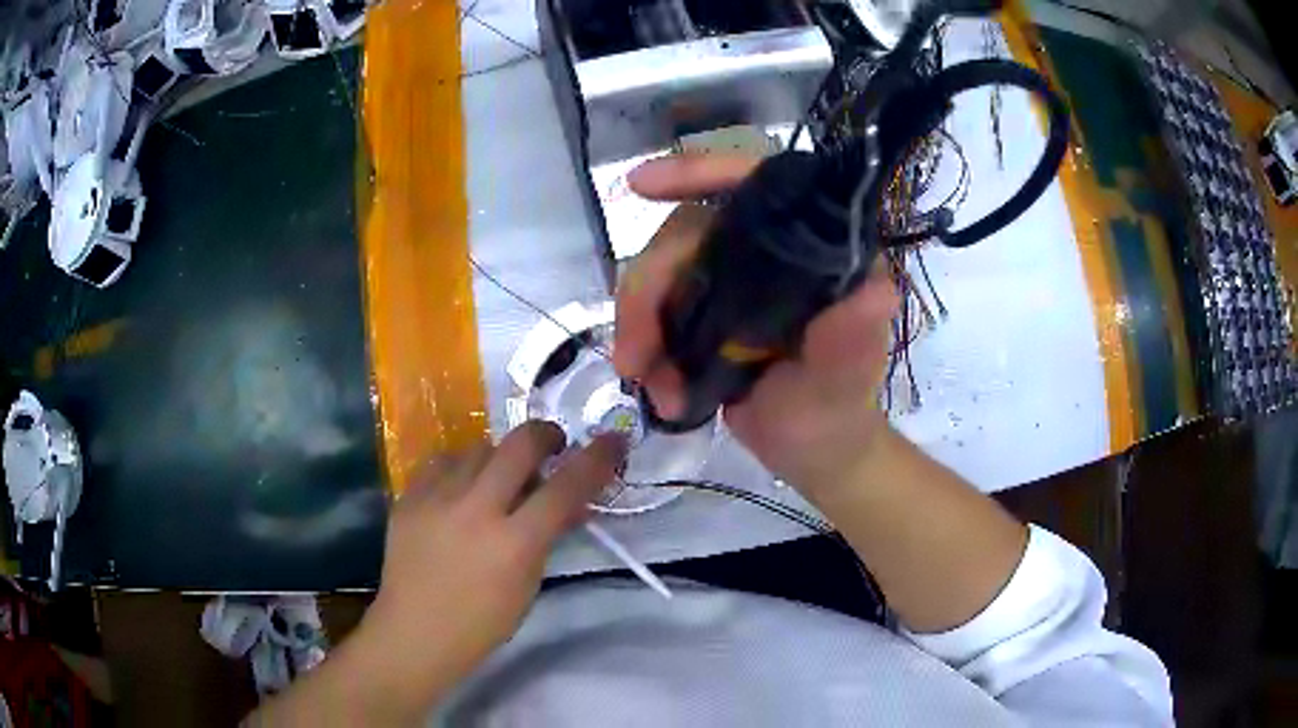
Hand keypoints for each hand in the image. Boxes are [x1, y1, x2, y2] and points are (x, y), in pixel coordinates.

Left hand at [360, 422, 624, 706]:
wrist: (414, 632)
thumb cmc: (481, 623)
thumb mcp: (527, 585)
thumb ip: (548, 537)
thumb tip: (571, 502)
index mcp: (514, 543)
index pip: (567, 487)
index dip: (597, 459)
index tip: (612, 441)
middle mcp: (475, 510)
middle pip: (520, 444)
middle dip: (545, 435)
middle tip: (552, 446)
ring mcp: (436, 498)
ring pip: (479, 447)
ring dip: (500, 458)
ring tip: (498, 480)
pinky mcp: (409, 496)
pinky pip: (443, 462)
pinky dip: (462, 469)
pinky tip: (460, 490)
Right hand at [615, 154, 898, 491]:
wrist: (810, 451)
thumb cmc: (837, 411)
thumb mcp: (844, 382)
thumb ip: (853, 340)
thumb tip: (879, 293)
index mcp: (815, 246)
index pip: (757, 184)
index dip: (700, 172)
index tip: (644, 184)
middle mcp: (769, 249)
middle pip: (687, 233)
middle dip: (649, 290)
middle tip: (635, 358)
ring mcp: (731, 278)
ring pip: (661, 272)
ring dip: (640, 326)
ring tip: (646, 383)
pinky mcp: (705, 311)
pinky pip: (655, 309)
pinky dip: (643, 346)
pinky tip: (655, 388)